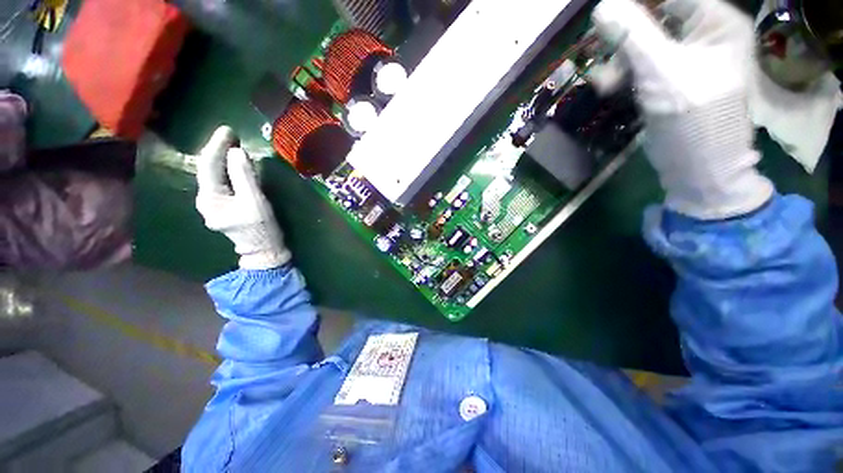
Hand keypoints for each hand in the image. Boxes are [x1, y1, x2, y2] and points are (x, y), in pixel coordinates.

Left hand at [195, 126, 290, 269]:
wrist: (264, 250)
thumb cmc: (262, 228)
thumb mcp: (255, 202)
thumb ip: (244, 177)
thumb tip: (236, 152)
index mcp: (210, 198)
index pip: (209, 165)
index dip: (217, 145)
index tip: (229, 129)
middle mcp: (204, 200)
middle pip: (208, 169)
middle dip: (218, 150)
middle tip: (232, 134)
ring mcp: (211, 205)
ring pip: (214, 176)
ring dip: (222, 159)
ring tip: (233, 144)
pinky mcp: (221, 207)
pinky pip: (220, 183)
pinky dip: (227, 171)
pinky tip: (233, 164)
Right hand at [592, 0, 772, 219]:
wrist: (697, 168)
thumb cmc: (692, 118)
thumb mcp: (661, 71)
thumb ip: (632, 35)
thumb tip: (601, 6)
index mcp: (715, 21)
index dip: (638, 5)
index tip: (607, 17)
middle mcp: (702, 34)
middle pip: (655, 18)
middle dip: (625, 37)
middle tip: (603, 51)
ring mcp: (685, 58)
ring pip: (643, 44)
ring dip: (618, 60)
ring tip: (603, 83)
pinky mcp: (668, 80)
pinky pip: (640, 65)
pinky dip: (621, 75)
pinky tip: (607, 88)